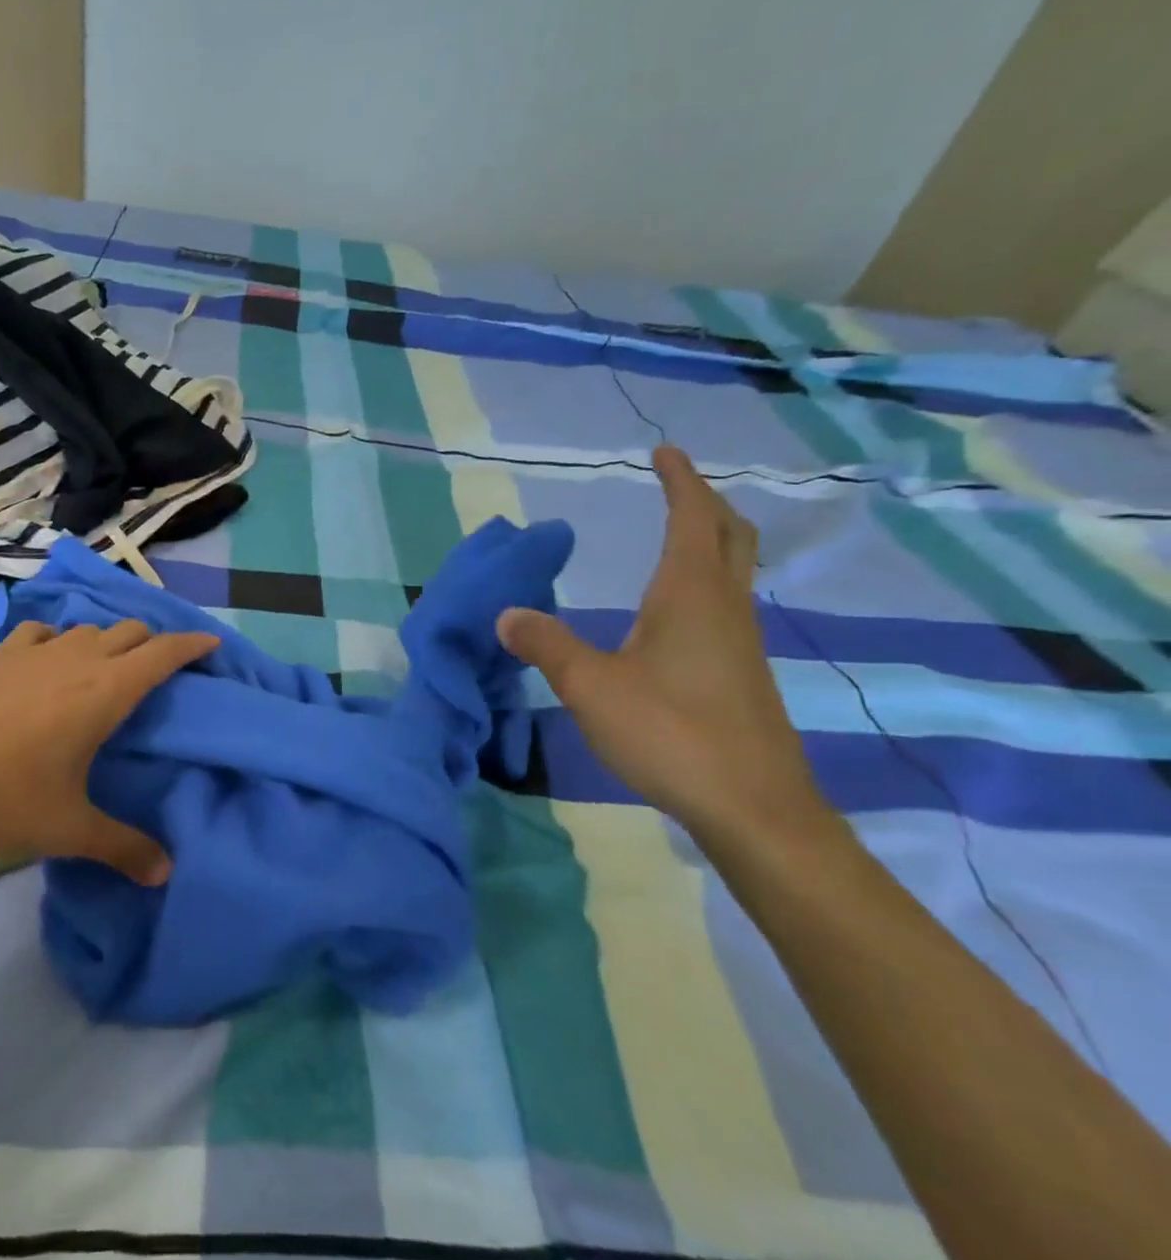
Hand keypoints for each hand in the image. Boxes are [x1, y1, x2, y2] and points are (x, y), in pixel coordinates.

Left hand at [0, 620, 217, 883]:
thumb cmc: (3, 794)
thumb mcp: (68, 828)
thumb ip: (121, 847)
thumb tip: (165, 874)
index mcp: (105, 691)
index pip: (162, 654)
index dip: (190, 646)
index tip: (210, 644)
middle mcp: (77, 659)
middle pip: (129, 632)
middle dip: (153, 644)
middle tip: (161, 669)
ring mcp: (35, 652)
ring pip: (87, 629)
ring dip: (107, 641)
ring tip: (107, 667)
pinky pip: (40, 632)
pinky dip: (57, 639)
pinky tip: (47, 658)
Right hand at [496, 445, 825, 838]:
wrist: (753, 808)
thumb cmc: (671, 733)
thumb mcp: (590, 686)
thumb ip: (546, 644)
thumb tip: (506, 613)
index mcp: (690, 595)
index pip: (691, 517)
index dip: (679, 480)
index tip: (663, 451)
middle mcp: (723, 607)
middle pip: (729, 536)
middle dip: (703, 503)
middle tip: (675, 486)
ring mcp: (740, 642)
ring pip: (732, 571)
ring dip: (709, 541)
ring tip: (674, 536)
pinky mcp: (742, 674)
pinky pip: (726, 605)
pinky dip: (705, 582)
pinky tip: (675, 612)